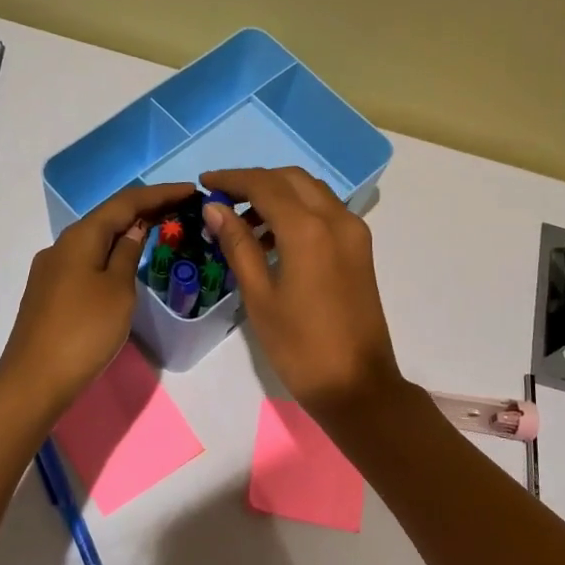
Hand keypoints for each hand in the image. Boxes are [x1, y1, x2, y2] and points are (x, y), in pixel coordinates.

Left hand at [0, 183, 195, 410]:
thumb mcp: (118, 290)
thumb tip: (135, 229)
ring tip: (158, 231)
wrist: (36, 378)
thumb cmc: (85, 331)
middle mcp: (62, 245)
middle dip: (144, 210)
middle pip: (108, 217)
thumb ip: (128, 254)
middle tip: (181, 209)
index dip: (160, 194)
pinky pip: (87, 260)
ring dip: (127, 232)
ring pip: (96, 239)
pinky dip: (111, 253)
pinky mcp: (50, 292)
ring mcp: (52, 269)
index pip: (125, 202)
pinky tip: (124, 263)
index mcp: (80, 237)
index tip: (192, 191)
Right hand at [200, 166, 403, 413]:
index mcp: (308, 230)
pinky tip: (273, 238)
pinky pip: (326, 213)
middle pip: (291, 179)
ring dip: (278, 195)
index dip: (231, 180)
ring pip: (312, 193)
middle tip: (222, 201)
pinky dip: (298, 212)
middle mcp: (336, 219)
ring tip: (243, 223)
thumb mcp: (260, 296)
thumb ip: (238, 245)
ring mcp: (354, 233)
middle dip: (255, 182)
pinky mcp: (360, 250)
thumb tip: (214, 209)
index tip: (204, 184)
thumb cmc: (299, 347)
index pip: (264, 185)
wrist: (356, 385)